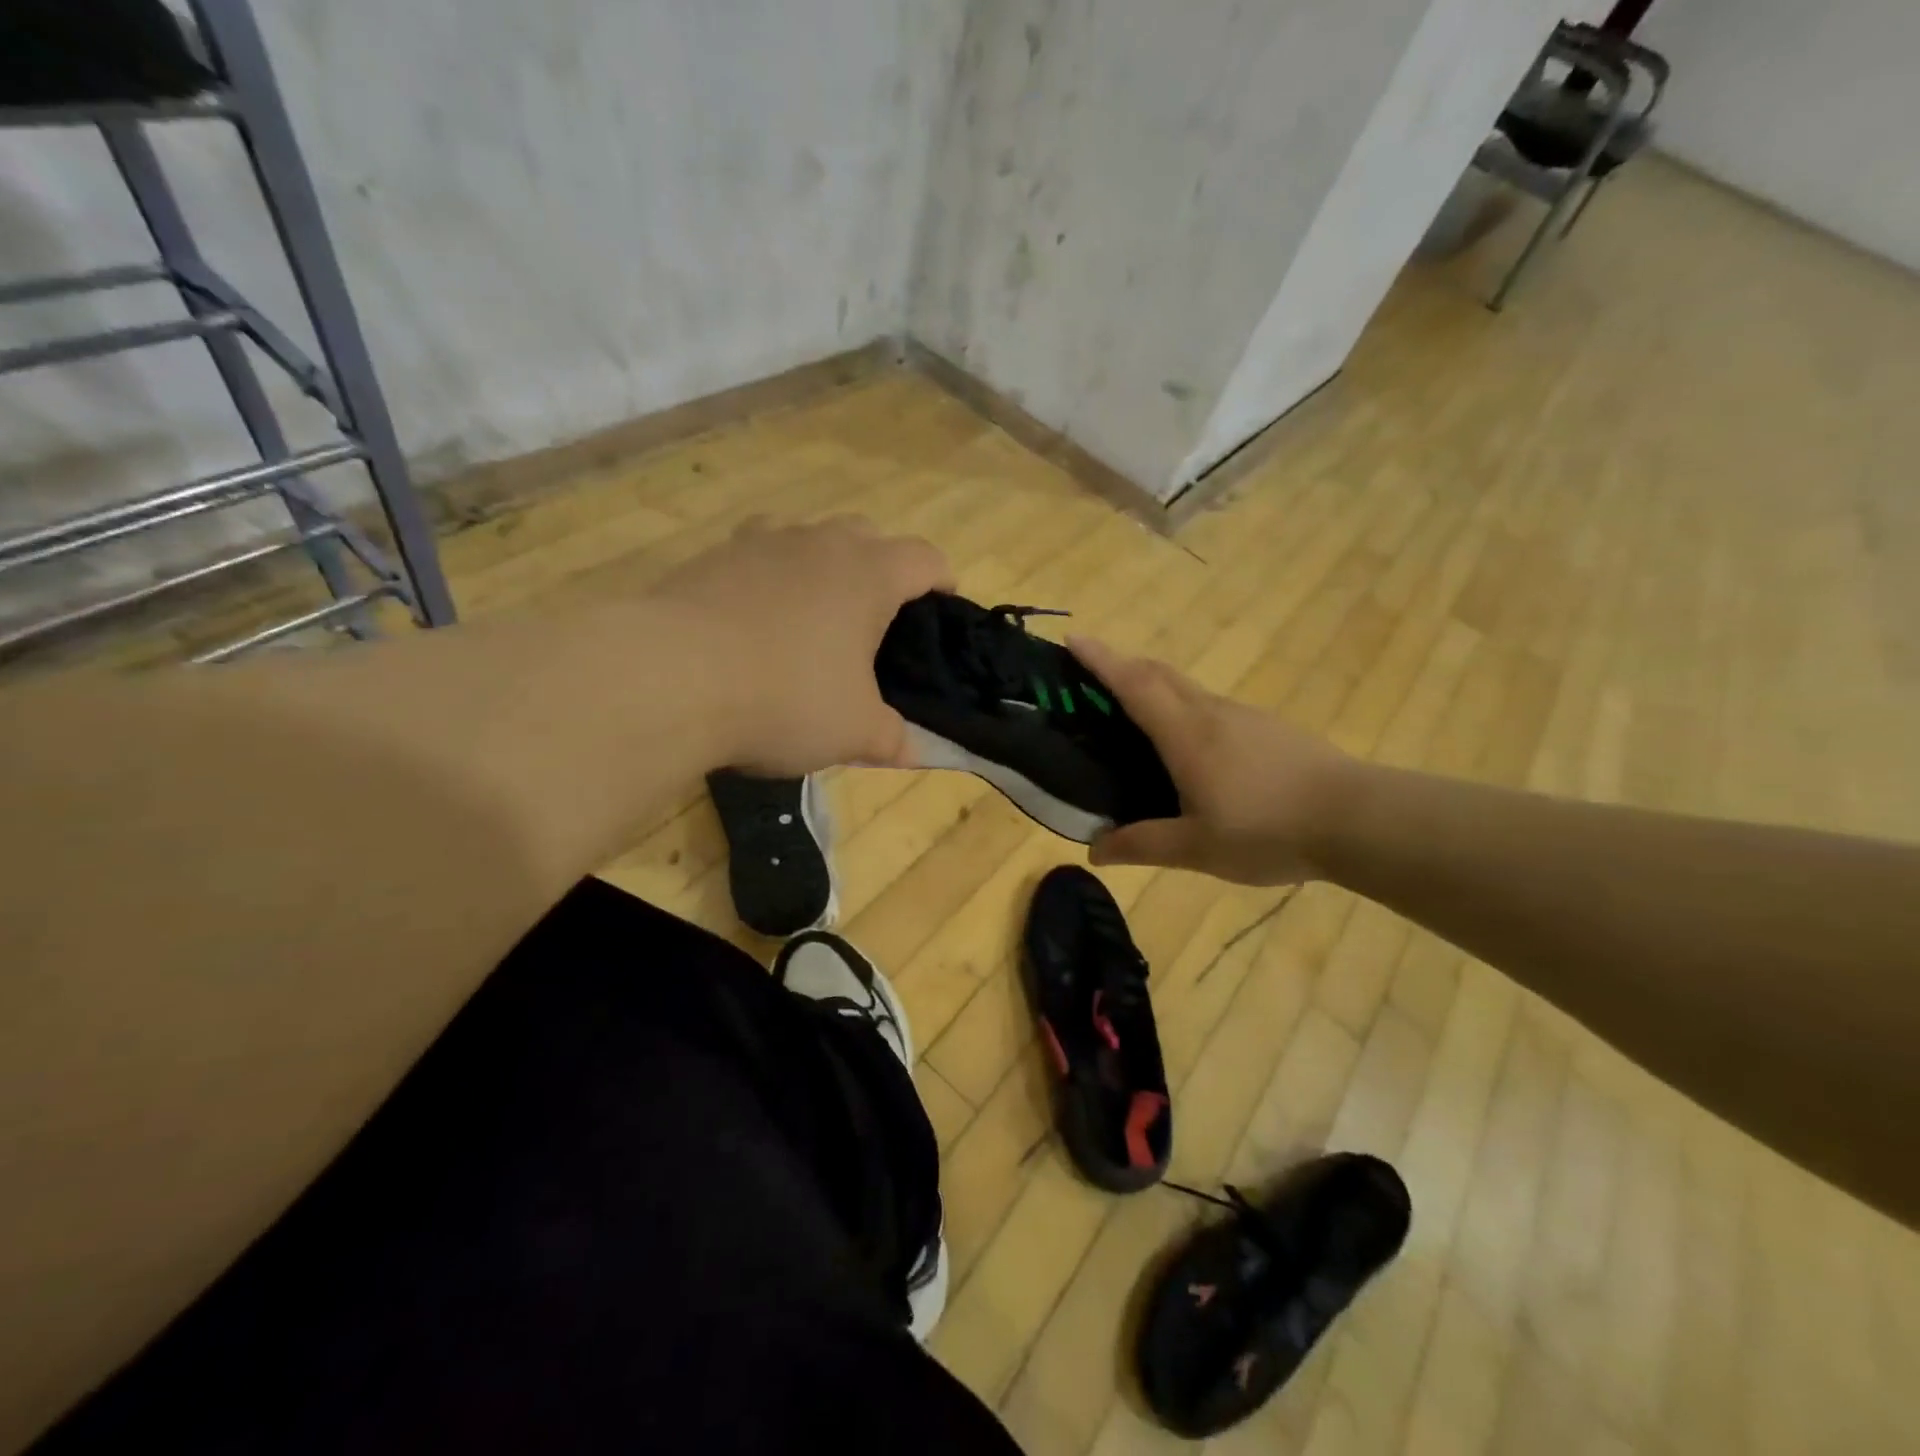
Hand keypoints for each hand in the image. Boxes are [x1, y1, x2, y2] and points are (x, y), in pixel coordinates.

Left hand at [650, 516, 953, 775]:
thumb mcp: (853, 732)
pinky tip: (754, 623)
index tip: (943, 608)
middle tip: (876, 620)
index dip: (943, 580)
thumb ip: (893, 738)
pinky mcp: (711, 557)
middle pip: (869, 535)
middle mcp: (819, 543)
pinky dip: (769, 578)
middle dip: (882, 568)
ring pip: (808, 537)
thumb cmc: (785, 698)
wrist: (668, 678)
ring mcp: (760, 542)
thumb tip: (914, 750)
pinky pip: (757, 555)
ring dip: (822, 566)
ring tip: (814, 616)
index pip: (926, 559)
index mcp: (869, 574)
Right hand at [1068, 638, 1358, 885]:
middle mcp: (1211, 713)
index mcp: (1186, 734)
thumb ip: (1143, 844)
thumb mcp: (1197, 848)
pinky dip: (1184, 709)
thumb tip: (1094, 850)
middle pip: (1159, 673)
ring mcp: (1244, 717)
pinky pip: (1212, 707)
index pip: (1133, 683)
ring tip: (1135, 715)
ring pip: (1188, 689)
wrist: (1357, 818)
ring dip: (1154, 686)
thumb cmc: (1268, 829)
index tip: (1073, 638)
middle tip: (1093, 676)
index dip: (1100, 659)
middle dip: (1122, 664)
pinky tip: (1192, 748)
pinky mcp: (1269, 728)